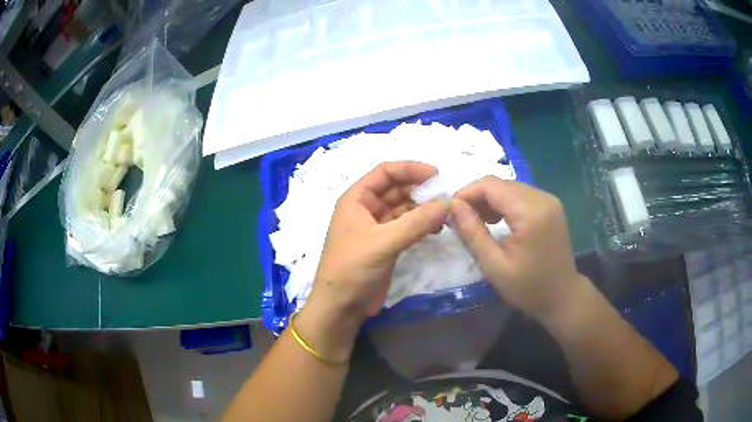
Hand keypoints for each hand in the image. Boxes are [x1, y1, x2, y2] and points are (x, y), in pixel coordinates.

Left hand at [298, 162, 446, 358]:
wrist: (341, 306)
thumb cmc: (352, 269)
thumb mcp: (383, 243)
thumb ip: (415, 223)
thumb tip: (447, 204)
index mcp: (356, 199)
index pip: (385, 172)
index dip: (410, 169)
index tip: (436, 174)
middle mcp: (366, 208)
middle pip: (396, 188)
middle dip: (420, 189)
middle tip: (446, 195)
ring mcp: (377, 227)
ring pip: (403, 207)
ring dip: (423, 207)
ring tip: (445, 212)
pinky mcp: (386, 244)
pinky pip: (407, 225)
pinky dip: (421, 224)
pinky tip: (437, 228)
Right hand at [449, 176, 584, 318]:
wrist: (562, 297)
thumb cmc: (528, 287)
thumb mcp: (494, 265)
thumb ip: (472, 232)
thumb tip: (452, 205)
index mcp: (531, 212)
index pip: (491, 185)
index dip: (466, 192)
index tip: (450, 211)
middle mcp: (542, 198)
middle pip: (500, 183)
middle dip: (477, 197)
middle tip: (461, 220)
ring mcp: (549, 200)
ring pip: (510, 187)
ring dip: (489, 200)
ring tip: (476, 222)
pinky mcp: (551, 205)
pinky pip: (521, 195)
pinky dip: (504, 203)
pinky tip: (496, 221)